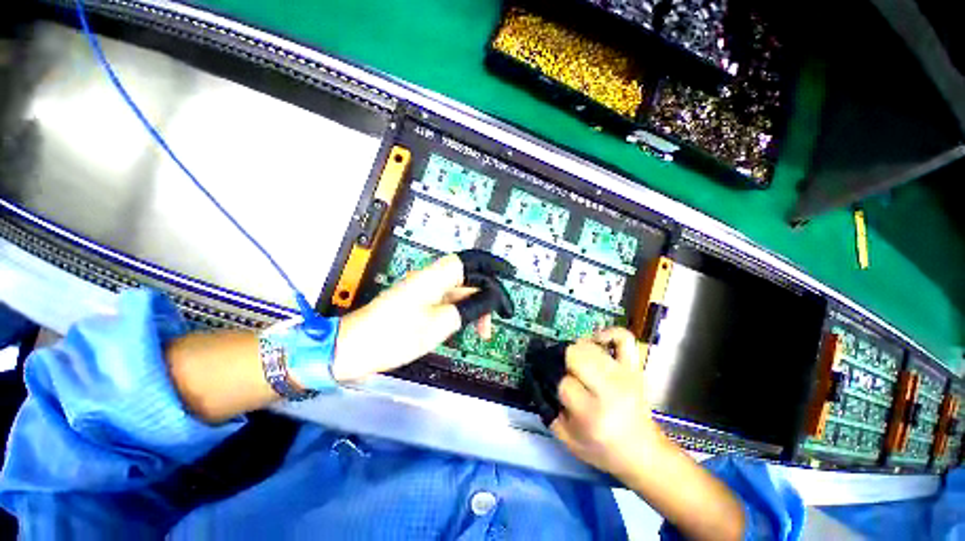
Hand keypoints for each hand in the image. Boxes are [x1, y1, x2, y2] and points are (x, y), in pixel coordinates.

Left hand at [331, 251, 513, 381]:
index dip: (493, 265)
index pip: (471, 261)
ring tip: (482, 332)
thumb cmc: (395, 336)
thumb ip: (469, 307)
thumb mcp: (440, 324)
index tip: (510, 275)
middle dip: (485, 296)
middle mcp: (430, 278)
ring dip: (474, 307)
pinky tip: (465, 327)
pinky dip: (461, 312)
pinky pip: (447, 301)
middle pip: (467, 278)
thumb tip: (491, 297)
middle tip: (494, 322)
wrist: (352, 348)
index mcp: (435, 276)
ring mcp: (423, 290)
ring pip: (459, 291)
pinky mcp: (418, 302)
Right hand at [550, 328, 669, 477]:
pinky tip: (596, 341)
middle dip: (562, 360)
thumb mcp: (567, 439)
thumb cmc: (602, 449)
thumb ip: (548, 410)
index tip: (554, 386)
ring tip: (575, 361)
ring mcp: (624, 375)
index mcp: (592, 414)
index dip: (554, 382)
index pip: (563, 382)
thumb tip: (539, 379)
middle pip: (574, 355)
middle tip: (562, 370)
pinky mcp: (634, 367)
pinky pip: (623, 337)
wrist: (642, 452)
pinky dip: (607, 333)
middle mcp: (609, 391)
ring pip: (589, 345)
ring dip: (576, 349)